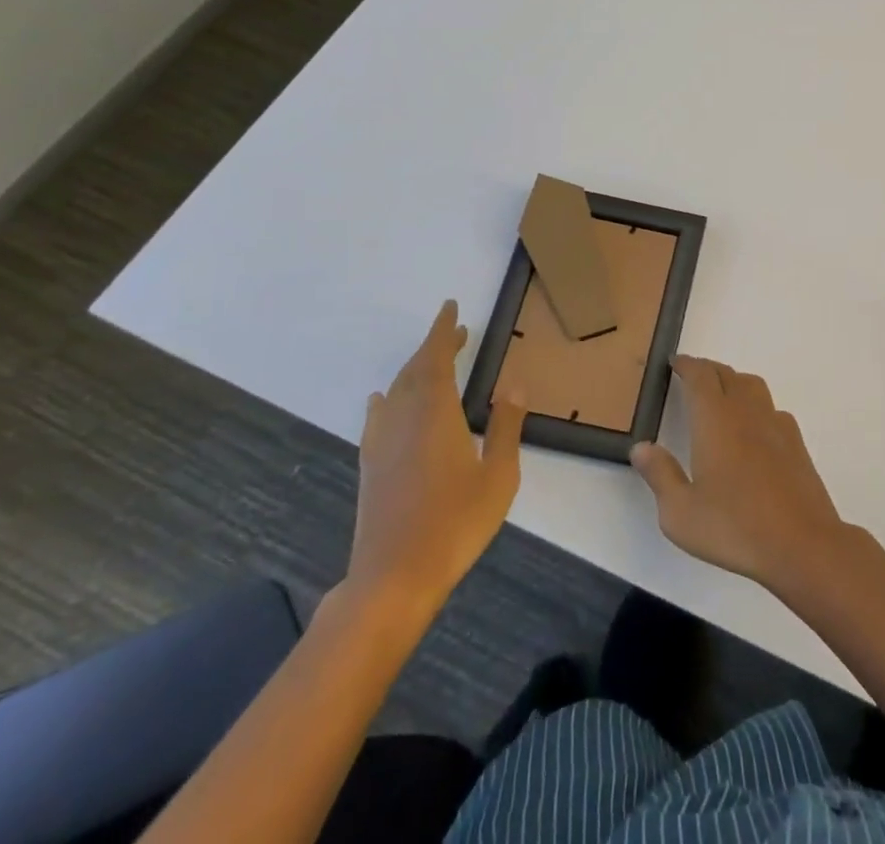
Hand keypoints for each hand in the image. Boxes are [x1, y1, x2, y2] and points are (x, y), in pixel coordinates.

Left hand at [344, 301, 524, 627]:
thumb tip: (514, 386)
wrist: (394, 577)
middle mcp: (403, 419)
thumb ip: (505, 427)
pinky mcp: (370, 466)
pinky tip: (383, 400)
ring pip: (396, 391)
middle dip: (435, 347)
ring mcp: (382, 443)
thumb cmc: (455, 524)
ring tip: (434, 362)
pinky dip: (386, 398)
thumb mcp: (498, 475)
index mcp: (435, 414)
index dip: (444, 331)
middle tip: (457, 333)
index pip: (436, 358)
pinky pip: (377, 416)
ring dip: (414, 370)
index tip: (451, 307)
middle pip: (415, 370)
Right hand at [631, 354, 853, 592]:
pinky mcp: (796, 443)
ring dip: (733, 382)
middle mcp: (746, 412)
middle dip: (707, 370)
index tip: (675, 363)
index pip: (700, 376)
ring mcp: (776, 424)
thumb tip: (642, 447)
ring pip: (752, 386)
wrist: (802, 543)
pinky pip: (772, 409)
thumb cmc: (734, 527)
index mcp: (715, 420)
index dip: (687, 365)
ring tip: (721, 396)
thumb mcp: (681, 513)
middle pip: (726, 374)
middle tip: (692, 376)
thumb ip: (660, 475)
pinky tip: (753, 429)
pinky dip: (756, 406)